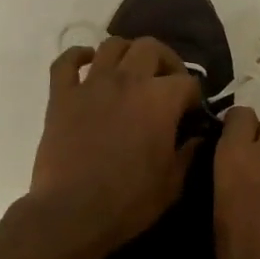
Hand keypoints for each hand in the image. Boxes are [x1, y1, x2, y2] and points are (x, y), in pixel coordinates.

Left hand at [28, 37, 201, 258]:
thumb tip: (197, 137)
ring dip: (126, 52)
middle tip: (166, 81)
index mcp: (160, 99)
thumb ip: (188, 154)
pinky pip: (65, 62)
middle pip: (151, 47)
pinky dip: (76, 56)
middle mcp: (128, 80)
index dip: (194, 96)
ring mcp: (92, 84)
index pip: (187, 82)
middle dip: (165, 61)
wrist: (72, 213)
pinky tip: (86, 62)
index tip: (191, 113)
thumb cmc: (128, 201)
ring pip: (111, 45)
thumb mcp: (172, 184)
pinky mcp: (62, 95)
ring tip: (130, 70)